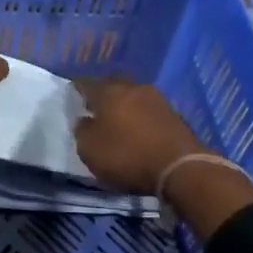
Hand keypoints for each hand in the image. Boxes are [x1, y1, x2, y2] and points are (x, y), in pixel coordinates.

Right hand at [73, 80, 207, 194]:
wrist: (181, 168)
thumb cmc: (127, 156)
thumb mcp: (90, 149)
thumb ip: (82, 130)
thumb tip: (85, 120)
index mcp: (109, 92)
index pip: (87, 83)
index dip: (77, 88)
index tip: (71, 93)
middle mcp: (134, 88)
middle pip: (113, 85)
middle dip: (103, 93)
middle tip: (94, 105)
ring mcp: (158, 100)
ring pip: (133, 96)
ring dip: (124, 105)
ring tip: (116, 118)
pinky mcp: (175, 115)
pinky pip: (149, 110)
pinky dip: (140, 117)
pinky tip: (137, 128)